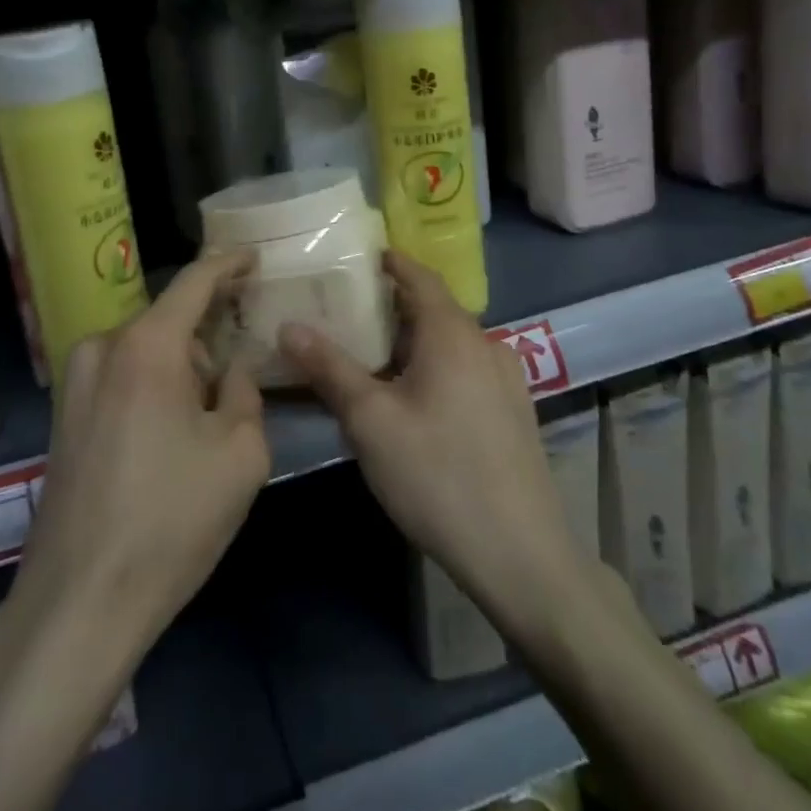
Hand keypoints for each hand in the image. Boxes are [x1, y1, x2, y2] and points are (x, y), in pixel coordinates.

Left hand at [11, 250, 269, 652]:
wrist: (79, 600)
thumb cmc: (171, 520)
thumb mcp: (239, 453)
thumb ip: (245, 388)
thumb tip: (237, 361)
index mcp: (147, 346)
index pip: (194, 282)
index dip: (227, 264)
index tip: (253, 256)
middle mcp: (103, 347)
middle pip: (169, 321)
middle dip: (209, 336)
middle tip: (242, 370)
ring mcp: (75, 381)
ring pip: (145, 350)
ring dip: (180, 366)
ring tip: (206, 419)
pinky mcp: (64, 414)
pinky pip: (120, 376)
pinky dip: (152, 385)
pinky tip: (169, 435)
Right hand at [280, 251, 584, 634]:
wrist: (521, 554)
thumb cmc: (437, 474)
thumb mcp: (370, 420)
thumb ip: (329, 367)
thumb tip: (289, 325)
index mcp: (453, 333)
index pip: (419, 276)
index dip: (390, 262)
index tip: (357, 257)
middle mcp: (485, 343)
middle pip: (434, 308)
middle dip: (393, 304)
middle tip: (348, 309)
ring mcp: (507, 379)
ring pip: (451, 341)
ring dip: (414, 338)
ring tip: (372, 353)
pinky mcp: (514, 412)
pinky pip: (467, 368)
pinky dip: (435, 364)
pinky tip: (413, 396)